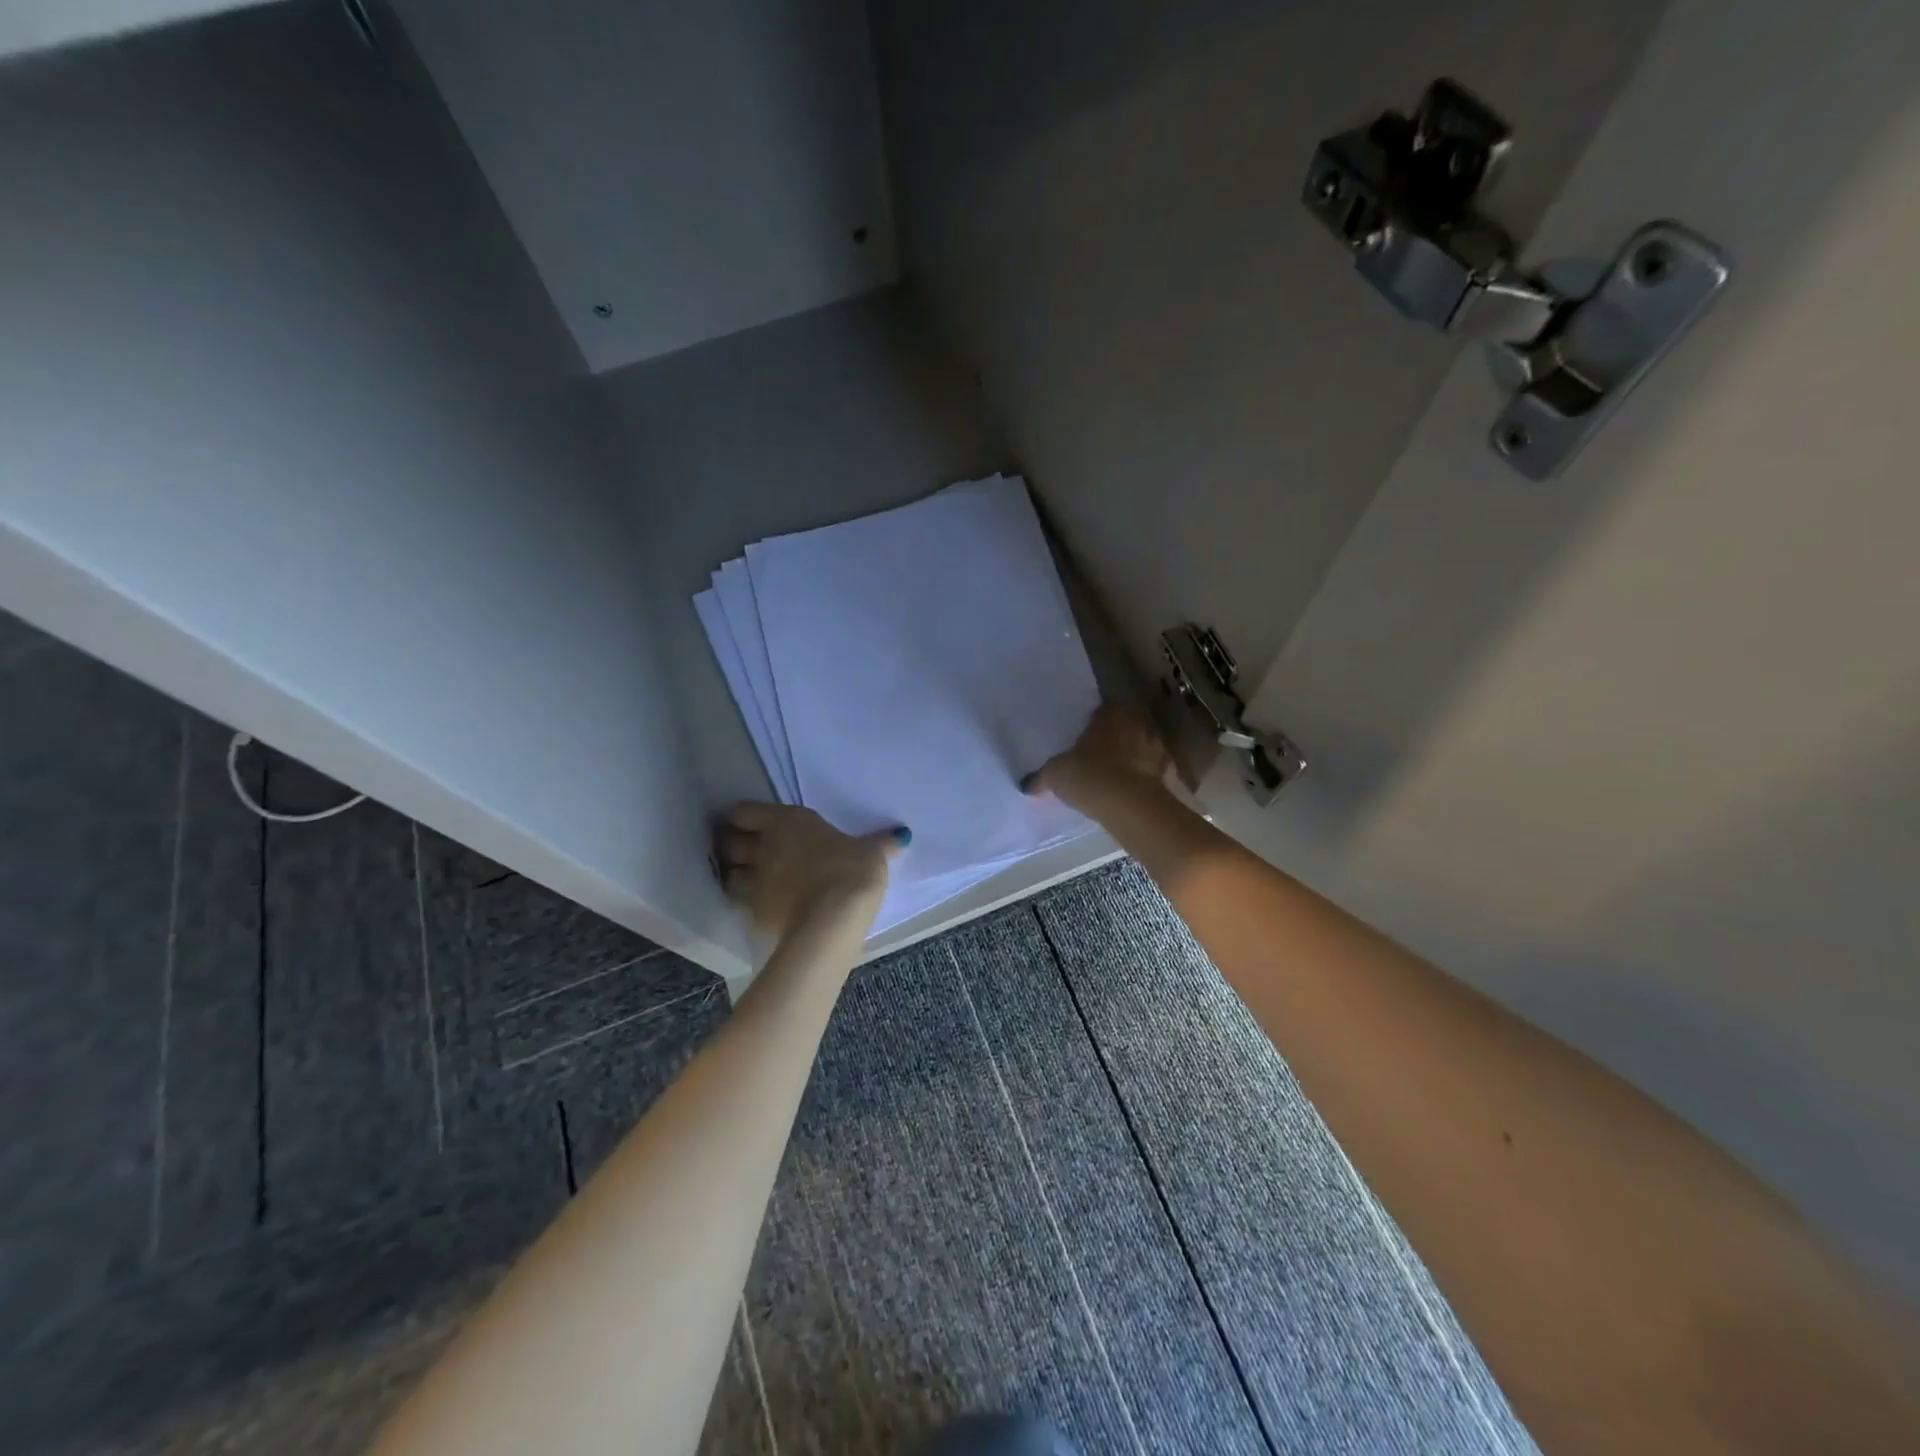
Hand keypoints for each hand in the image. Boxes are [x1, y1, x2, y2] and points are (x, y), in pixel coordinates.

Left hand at [713, 804, 907, 939]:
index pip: (744, 812)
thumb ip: (880, 843)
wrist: (833, 919)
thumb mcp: (872, 853)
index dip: (744, 818)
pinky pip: (741, 904)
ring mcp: (755, 882)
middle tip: (745, 851)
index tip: (752, 824)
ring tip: (748, 880)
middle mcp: (764, 847)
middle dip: (732, 845)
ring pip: (728, 874)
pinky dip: (747, 904)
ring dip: (735, 875)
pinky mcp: (755, 914)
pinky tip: (762, 907)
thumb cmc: (851, 871)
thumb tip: (901, 835)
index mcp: (787, 822)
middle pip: (728, 841)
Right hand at [1021, 704, 1171, 810]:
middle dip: (1112, 740)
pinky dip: (1142, 780)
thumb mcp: (1056, 774)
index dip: (1091, 726)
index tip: (1082, 741)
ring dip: (1130, 759)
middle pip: (1123, 728)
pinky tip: (1129, 793)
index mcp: (1111, 713)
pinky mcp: (1168, 773)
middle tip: (1095, 758)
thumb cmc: (1089, 776)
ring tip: (1112, 777)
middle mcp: (1138, 723)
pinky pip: (1151, 773)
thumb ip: (1041, 776)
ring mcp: (1157, 748)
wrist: (1130, 806)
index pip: (1101, 711)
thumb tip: (1026, 784)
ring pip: (1140, 749)